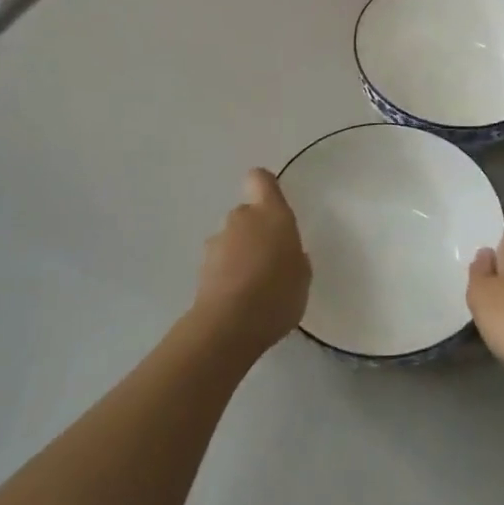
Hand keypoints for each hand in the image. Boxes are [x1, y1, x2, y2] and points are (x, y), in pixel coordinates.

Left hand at [195, 168, 310, 355]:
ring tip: (254, 286)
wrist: (230, 325)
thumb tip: (284, 254)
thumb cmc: (278, 292)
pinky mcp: (201, 268)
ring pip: (232, 239)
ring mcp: (217, 242)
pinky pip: (220, 263)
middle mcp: (241, 219)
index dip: (265, 186)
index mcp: (271, 213)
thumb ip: (294, 256)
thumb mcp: (302, 275)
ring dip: (240, 254)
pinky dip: (227, 275)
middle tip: (271, 260)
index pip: (260, 179)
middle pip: (247, 213)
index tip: (273, 203)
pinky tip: (239, 300)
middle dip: (256, 231)